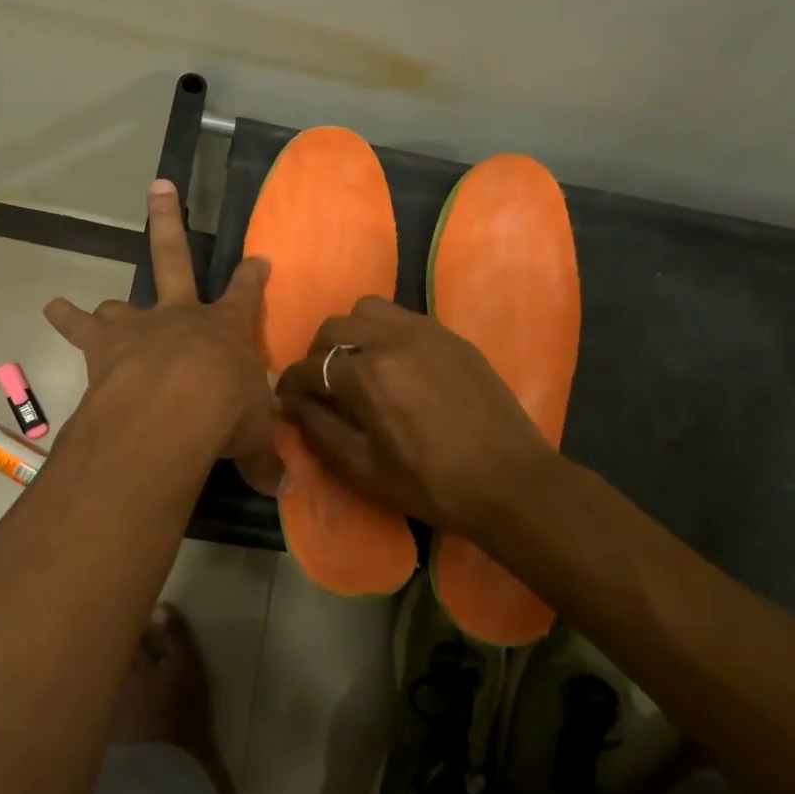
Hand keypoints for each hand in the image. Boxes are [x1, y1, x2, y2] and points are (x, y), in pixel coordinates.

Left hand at [45, 180, 281, 495]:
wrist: (174, 408)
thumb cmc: (225, 415)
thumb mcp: (253, 438)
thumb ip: (265, 459)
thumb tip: (286, 489)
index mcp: (227, 331)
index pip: (247, 295)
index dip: (253, 277)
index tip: (259, 257)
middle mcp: (182, 317)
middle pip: (176, 258)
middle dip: (169, 221)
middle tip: (160, 185)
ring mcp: (141, 326)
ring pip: (122, 303)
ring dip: (110, 306)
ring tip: (92, 307)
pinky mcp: (105, 346)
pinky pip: (81, 328)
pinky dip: (67, 319)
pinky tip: (52, 309)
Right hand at [275, 297, 553, 538]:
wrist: (510, 481)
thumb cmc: (431, 484)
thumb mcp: (364, 467)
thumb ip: (320, 429)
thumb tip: (292, 404)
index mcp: (367, 374)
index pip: (311, 367)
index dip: (290, 383)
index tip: (284, 397)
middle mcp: (392, 339)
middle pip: (335, 327)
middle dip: (317, 354)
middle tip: (321, 383)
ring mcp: (426, 332)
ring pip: (369, 310)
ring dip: (352, 332)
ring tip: (358, 363)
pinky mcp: (451, 336)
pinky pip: (404, 318)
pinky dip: (386, 332)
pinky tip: (396, 365)